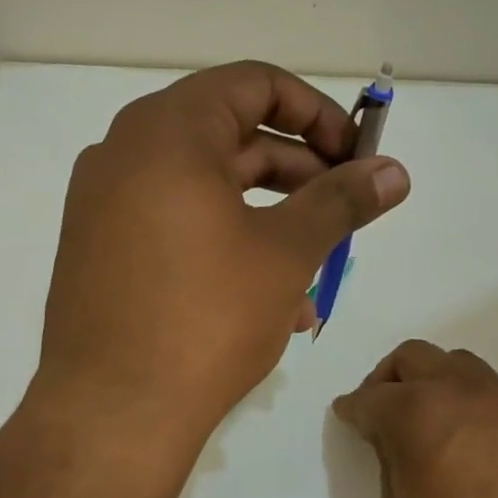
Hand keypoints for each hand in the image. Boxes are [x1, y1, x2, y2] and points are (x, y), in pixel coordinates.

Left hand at [37, 62, 409, 445]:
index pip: (254, 83)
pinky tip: (273, 301)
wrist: (112, 414)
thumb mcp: (286, 252)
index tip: (354, 156)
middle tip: (345, 209)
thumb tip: (395, 172)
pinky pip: (177, 226)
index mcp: (167, 132)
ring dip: (270, 218)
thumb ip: (342, 200)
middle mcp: (125, 153)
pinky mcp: (102, 250)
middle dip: (299, 172)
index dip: (316, 113)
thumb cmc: (206, 317)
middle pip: (231, 136)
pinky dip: (228, 244)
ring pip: (207, 189)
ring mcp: (105, 204)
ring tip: (318, 269)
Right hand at [332, 340, 497, 497]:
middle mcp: (460, 390)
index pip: (371, 396)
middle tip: (385, 407)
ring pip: (461, 366)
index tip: (348, 415)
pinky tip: (481, 448)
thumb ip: (390, 456)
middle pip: (414, 356)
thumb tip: (390, 435)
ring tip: (435, 419)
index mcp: (416, 410)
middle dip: (390, 378)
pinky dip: (478, 411)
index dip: (353, 407)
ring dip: (438, 383)